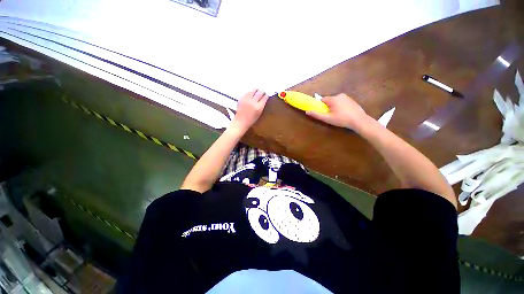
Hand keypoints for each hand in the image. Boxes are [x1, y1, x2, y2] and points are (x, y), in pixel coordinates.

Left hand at [229, 89, 268, 132]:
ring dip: (256, 90)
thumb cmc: (251, 120)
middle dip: (262, 91)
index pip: (264, 98)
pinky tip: (251, 95)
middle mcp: (253, 102)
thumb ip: (261, 105)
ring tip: (257, 91)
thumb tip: (264, 98)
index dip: (266, 95)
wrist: (241, 121)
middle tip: (262, 92)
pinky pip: (247, 92)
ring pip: (253, 90)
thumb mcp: (259, 113)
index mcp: (258, 107)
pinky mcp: (241, 98)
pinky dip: (250, 93)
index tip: (266, 95)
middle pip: (259, 92)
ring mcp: (246, 99)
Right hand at [306, 93, 368, 129]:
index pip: (322, 99)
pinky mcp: (351, 100)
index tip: (323, 112)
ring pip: (335, 101)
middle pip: (329, 100)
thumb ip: (317, 115)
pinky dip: (340, 106)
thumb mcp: (328, 118)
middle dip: (328, 107)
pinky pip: (342, 102)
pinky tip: (344, 114)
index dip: (321, 106)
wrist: (359, 120)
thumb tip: (307, 111)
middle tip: (331, 116)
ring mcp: (346, 97)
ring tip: (338, 115)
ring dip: (334, 107)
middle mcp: (339, 95)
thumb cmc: (342, 119)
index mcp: (333, 99)